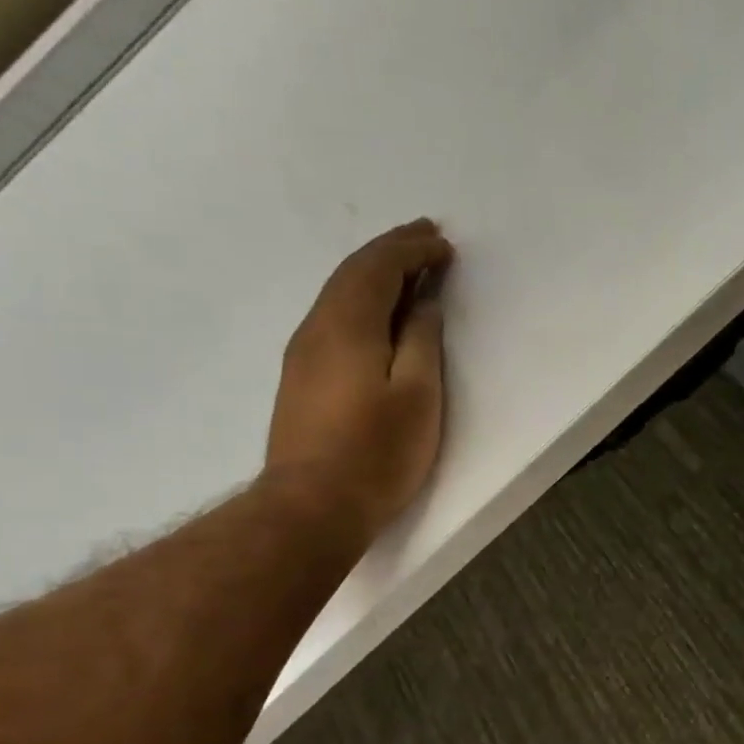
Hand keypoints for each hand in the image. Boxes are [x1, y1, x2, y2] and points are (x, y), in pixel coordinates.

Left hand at [264, 219, 454, 555]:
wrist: (311, 506)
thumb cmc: (376, 452)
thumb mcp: (417, 394)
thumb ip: (421, 341)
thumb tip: (422, 304)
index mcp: (348, 325)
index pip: (378, 267)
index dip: (411, 249)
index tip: (443, 243)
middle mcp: (317, 328)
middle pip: (353, 273)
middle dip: (391, 251)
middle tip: (426, 237)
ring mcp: (302, 354)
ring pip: (339, 295)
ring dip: (375, 274)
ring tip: (408, 270)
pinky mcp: (300, 378)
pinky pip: (333, 318)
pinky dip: (361, 301)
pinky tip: (378, 315)